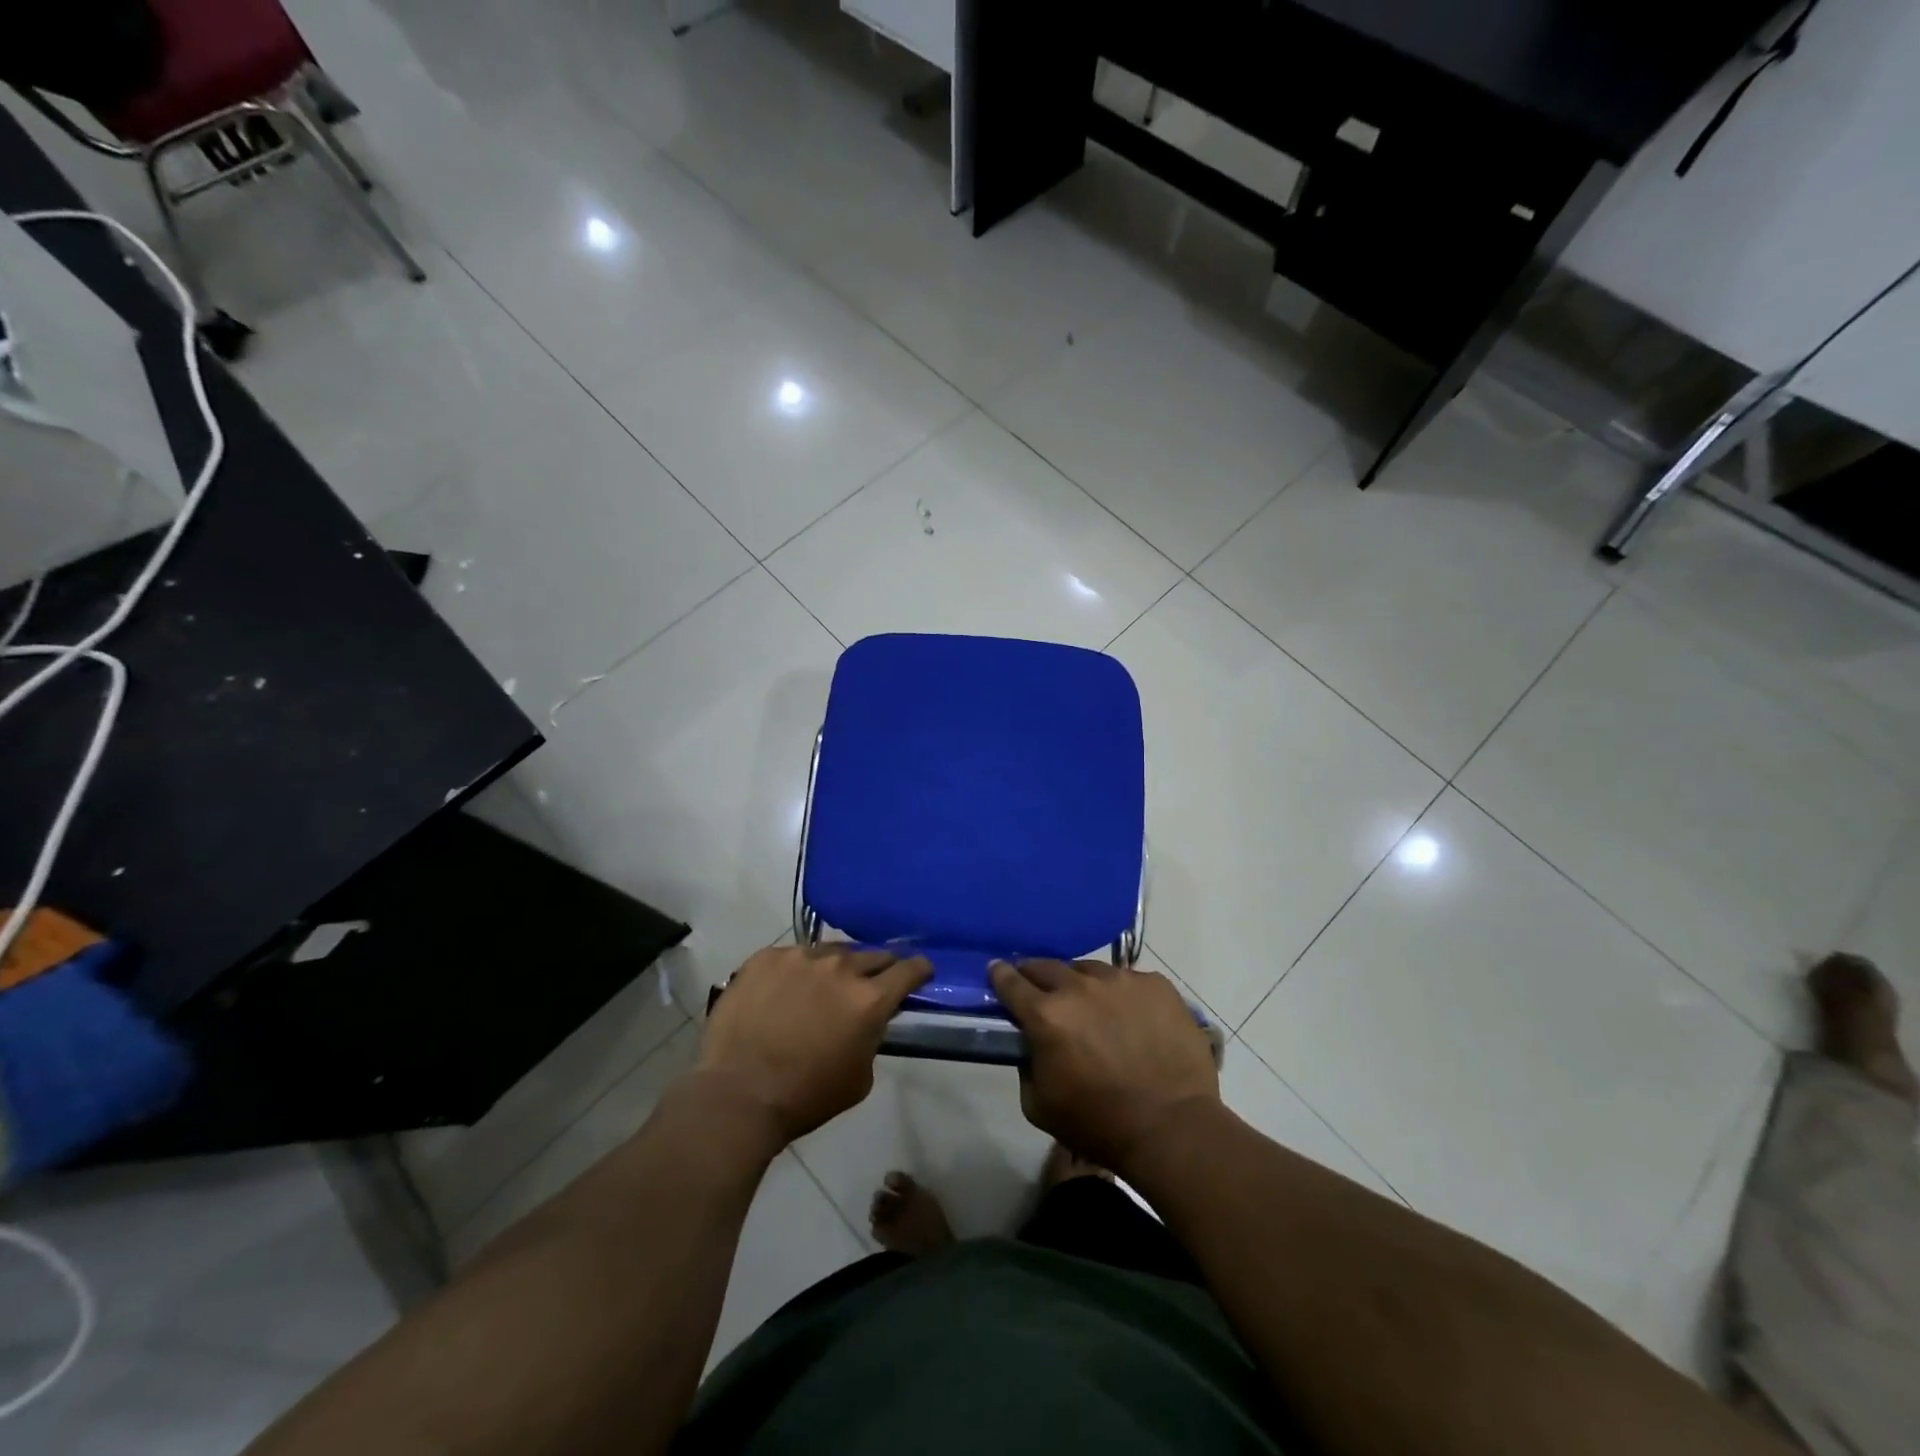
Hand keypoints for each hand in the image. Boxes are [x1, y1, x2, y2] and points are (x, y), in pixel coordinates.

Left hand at [697, 944, 930, 1144]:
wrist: (737, 1095)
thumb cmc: (805, 1097)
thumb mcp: (860, 1077)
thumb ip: (872, 1037)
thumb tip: (869, 1020)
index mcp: (870, 998)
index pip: (909, 969)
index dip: (919, 970)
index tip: (920, 973)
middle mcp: (840, 967)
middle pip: (873, 955)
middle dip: (879, 968)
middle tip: (871, 984)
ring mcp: (800, 957)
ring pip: (831, 952)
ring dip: (837, 967)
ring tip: (825, 985)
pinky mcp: (766, 957)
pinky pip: (793, 955)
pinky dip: (798, 970)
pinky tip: (787, 990)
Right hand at [991, 958, 1218, 1173]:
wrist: (1172, 1127)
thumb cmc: (1099, 1123)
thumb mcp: (1039, 1105)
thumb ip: (1027, 1065)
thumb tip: (1032, 1044)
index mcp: (1046, 1014)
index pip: (1010, 981)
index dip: (1000, 975)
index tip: (997, 972)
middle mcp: (1080, 986)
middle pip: (1046, 966)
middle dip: (1036, 976)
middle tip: (1039, 991)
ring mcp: (1121, 980)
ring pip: (1089, 970)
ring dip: (1081, 984)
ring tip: (1090, 1005)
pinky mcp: (1155, 984)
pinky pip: (1128, 980)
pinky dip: (1121, 994)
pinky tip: (1130, 1016)